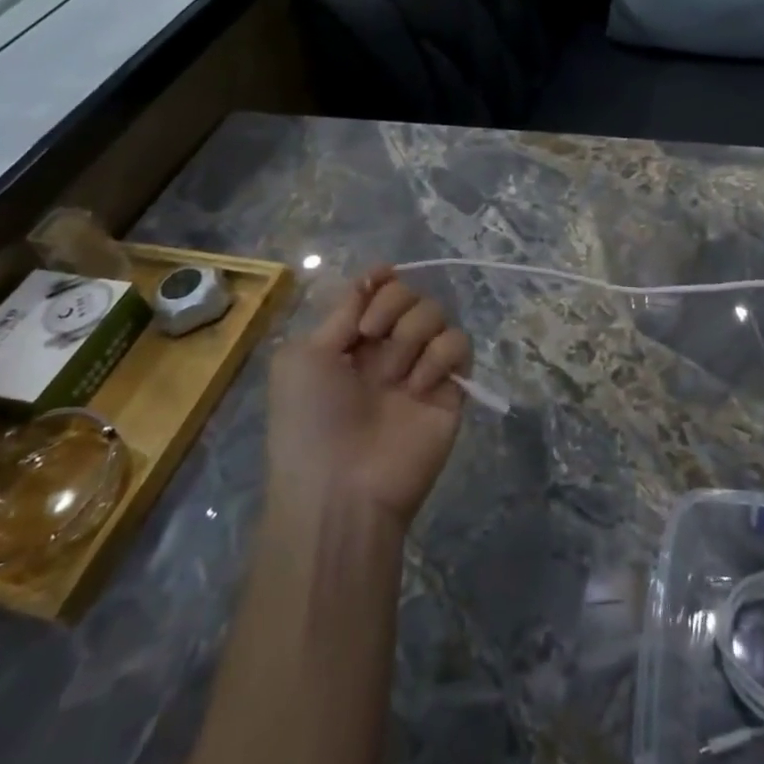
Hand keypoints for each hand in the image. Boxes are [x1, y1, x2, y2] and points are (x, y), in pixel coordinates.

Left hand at [267, 268, 470, 528]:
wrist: (341, 488)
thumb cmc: (310, 421)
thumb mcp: (303, 358)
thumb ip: (341, 312)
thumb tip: (374, 274)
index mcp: (349, 342)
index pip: (376, 291)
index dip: (380, 281)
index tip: (381, 277)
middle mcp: (387, 350)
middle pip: (409, 294)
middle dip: (392, 306)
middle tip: (372, 336)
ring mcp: (421, 367)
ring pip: (436, 313)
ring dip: (413, 332)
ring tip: (394, 374)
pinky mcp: (451, 388)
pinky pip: (459, 344)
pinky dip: (441, 355)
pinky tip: (419, 384)